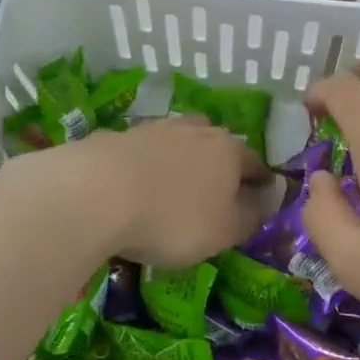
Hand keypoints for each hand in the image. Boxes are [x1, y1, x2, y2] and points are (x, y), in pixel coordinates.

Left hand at [0, 116, 268, 269]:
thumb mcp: (225, 231)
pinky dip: (147, 167)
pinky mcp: (118, 137)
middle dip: (221, 166)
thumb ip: (250, 217)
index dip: (262, 182)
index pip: (255, 164)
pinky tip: (137, 188)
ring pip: (179, 143)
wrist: (96, 192)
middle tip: (217, 192)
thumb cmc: (173, 218)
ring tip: (175, 187)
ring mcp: (155, 129)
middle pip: (217, 145)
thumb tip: (262, 204)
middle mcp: (197, 130)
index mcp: (229, 150)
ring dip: (182, 162)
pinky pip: (144, 153)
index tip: (263, 195)